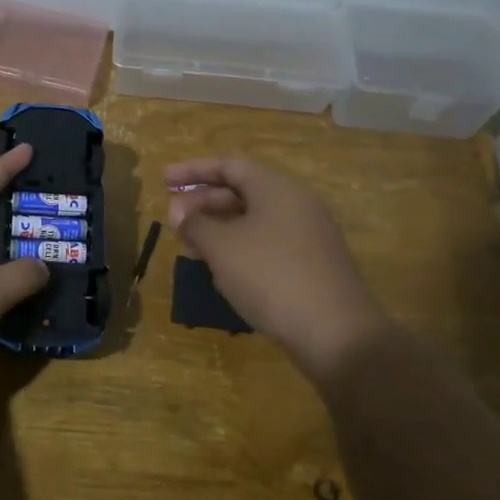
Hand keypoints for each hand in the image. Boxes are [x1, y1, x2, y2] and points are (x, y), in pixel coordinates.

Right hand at [166, 157, 391, 388]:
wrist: (336, 333)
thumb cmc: (271, 276)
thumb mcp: (222, 247)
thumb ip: (196, 224)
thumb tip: (180, 213)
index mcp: (276, 188)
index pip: (229, 166)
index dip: (194, 171)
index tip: (164, 179)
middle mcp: (296, 204)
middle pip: (242, 192)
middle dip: (204, 203)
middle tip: (173, 219)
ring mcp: (308, 235)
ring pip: (254, 220)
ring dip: (219, 228)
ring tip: (191, 246)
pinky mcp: (313, 265)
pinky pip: (268, 243)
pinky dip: (240, 248)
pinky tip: (221, 270)